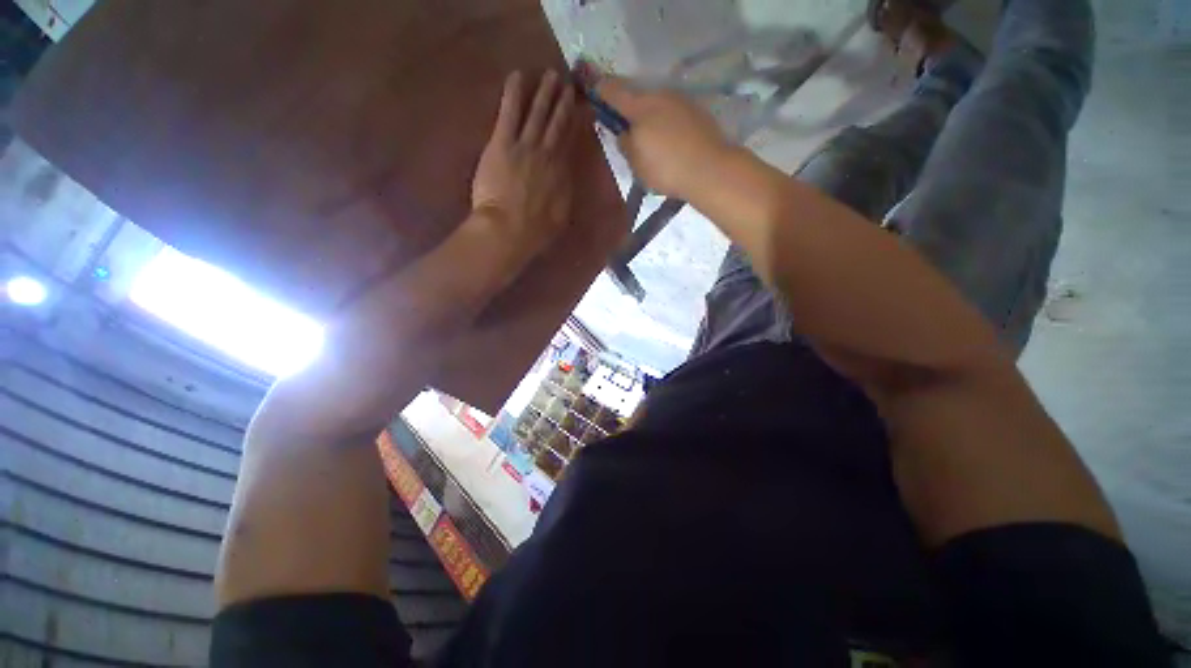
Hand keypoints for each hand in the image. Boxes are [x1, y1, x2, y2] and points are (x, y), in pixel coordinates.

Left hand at [472, 71, 577, 257]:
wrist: (510, 229)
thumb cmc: (536, 230)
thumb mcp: (561, 216)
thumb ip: (565, 193)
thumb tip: (568, 178)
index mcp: (562, 174)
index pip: (570, 143)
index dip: (576, 124)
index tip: (582, 110)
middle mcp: (548, 155)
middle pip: (557, 123)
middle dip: (563, 102)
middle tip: (569, 83)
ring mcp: (525, 146)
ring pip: (538, 113)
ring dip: (544, 92)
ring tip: (551, 74)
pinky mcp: (503, 143)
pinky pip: (510, 112)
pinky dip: (513, 93)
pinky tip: (517, 75)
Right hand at [595, 74, 732, 198]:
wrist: (711, 170)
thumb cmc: (666, 168)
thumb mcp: (636, 163)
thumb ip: (626, 144)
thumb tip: (625, 134)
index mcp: (641, 106)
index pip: (613, 90)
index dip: (600, 91)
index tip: (593, 95)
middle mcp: (661, 95)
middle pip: (637, 97)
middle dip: (629, 111)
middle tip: (626, 131)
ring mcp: (682, 102)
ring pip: (657, 106)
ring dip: (649, 118)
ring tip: (651, 143)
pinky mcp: (698, 113)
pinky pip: (673, 115)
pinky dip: (666, 125)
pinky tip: (670, 144)